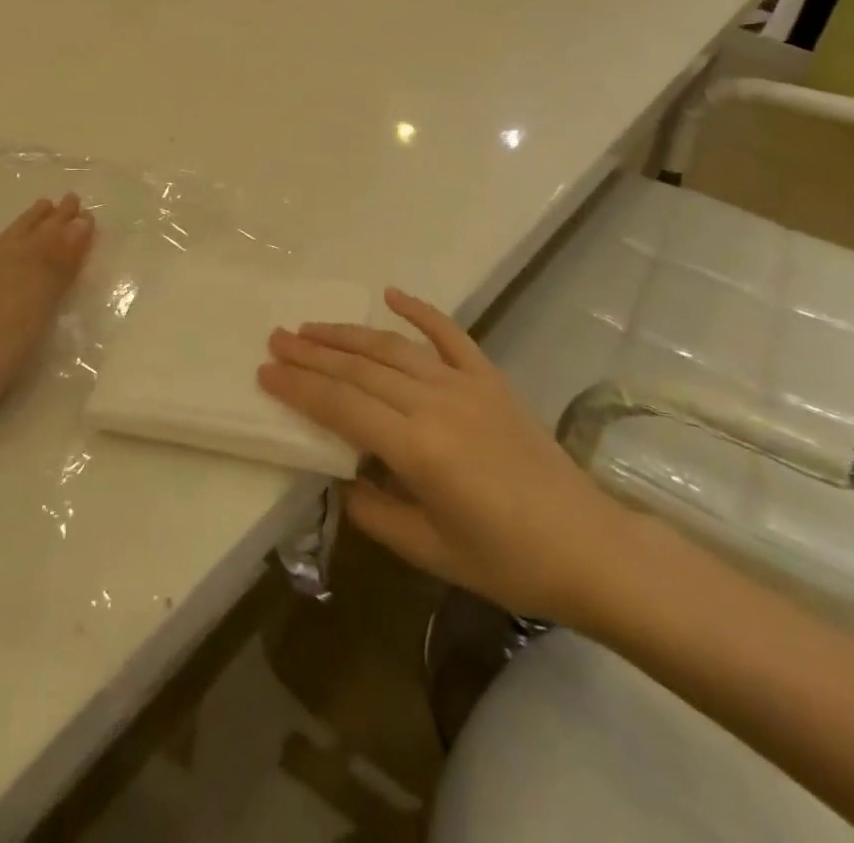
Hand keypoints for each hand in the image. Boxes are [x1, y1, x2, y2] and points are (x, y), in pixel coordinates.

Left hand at [0, 195, 95, 442]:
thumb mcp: (30, 317)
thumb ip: (53, 270)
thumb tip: (78, 224)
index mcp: (21, 277)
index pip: (52, 247)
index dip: (69, 231)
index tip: (86, 212)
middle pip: (27, 240)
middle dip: (50, 222)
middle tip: (69, 200)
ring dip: (20, 226)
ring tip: (38, 207)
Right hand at [260, 287, 633, 627]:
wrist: (587, 545)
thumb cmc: (506, 560)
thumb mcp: (429, 551)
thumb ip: (374, 511)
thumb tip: (339, 478)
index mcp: (417, 449)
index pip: (341, 406)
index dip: (299, 386)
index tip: (265, 370)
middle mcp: (435, 403)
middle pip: (360, 368)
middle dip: (313, 352)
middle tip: (276, 338)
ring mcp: (465, 384)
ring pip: (393, 347)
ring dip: (348, 334)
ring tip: (311, 327)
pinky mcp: (489, 378)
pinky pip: (449, 334)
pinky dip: (420, 310)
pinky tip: (392, 294)